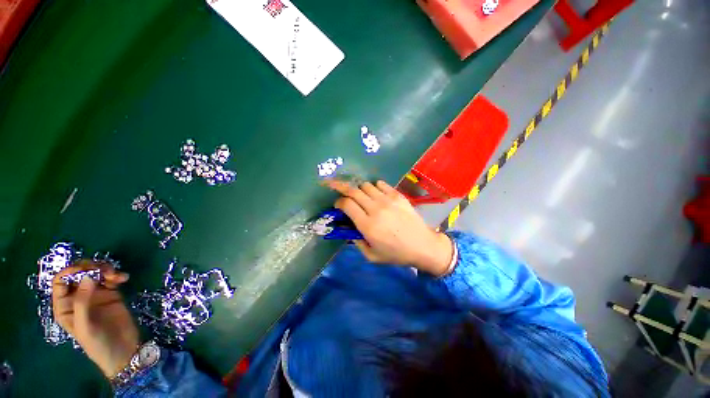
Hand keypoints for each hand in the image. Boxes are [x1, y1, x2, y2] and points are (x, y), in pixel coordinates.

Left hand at [52, 261, 139, 377]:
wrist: (123, 351)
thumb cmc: (97, 343)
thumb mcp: (85, 326)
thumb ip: (83, 302)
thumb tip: (88, 276)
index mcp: (65, 306)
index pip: (61, 281)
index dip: (70, 271)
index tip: (86, 269)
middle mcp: (78, 297)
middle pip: (79, 274)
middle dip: (91, 268)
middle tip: (104, 270)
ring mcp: (95, 295)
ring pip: (96, 273)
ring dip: (105, 269)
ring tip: (116, 275)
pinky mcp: (111, 294)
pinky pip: (112, 279)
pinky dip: (117, 275)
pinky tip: (124, 278)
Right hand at [325, 180, 453, 276]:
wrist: (423, 245)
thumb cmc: (396, 253)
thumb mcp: (371, 256)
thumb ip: (356, 241)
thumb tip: (347, 228)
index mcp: (367, 225)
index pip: (346, 204)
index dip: (338, 202)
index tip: (337, 205)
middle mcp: (375, 209)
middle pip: (353, 191)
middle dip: (341, 188)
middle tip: (337, 189)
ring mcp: (388, 200)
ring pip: (365, 185)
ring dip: (359, 189)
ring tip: (360, 196)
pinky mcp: (398, 195)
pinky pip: (381, 184)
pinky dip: (374, 187)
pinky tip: (376, 194)